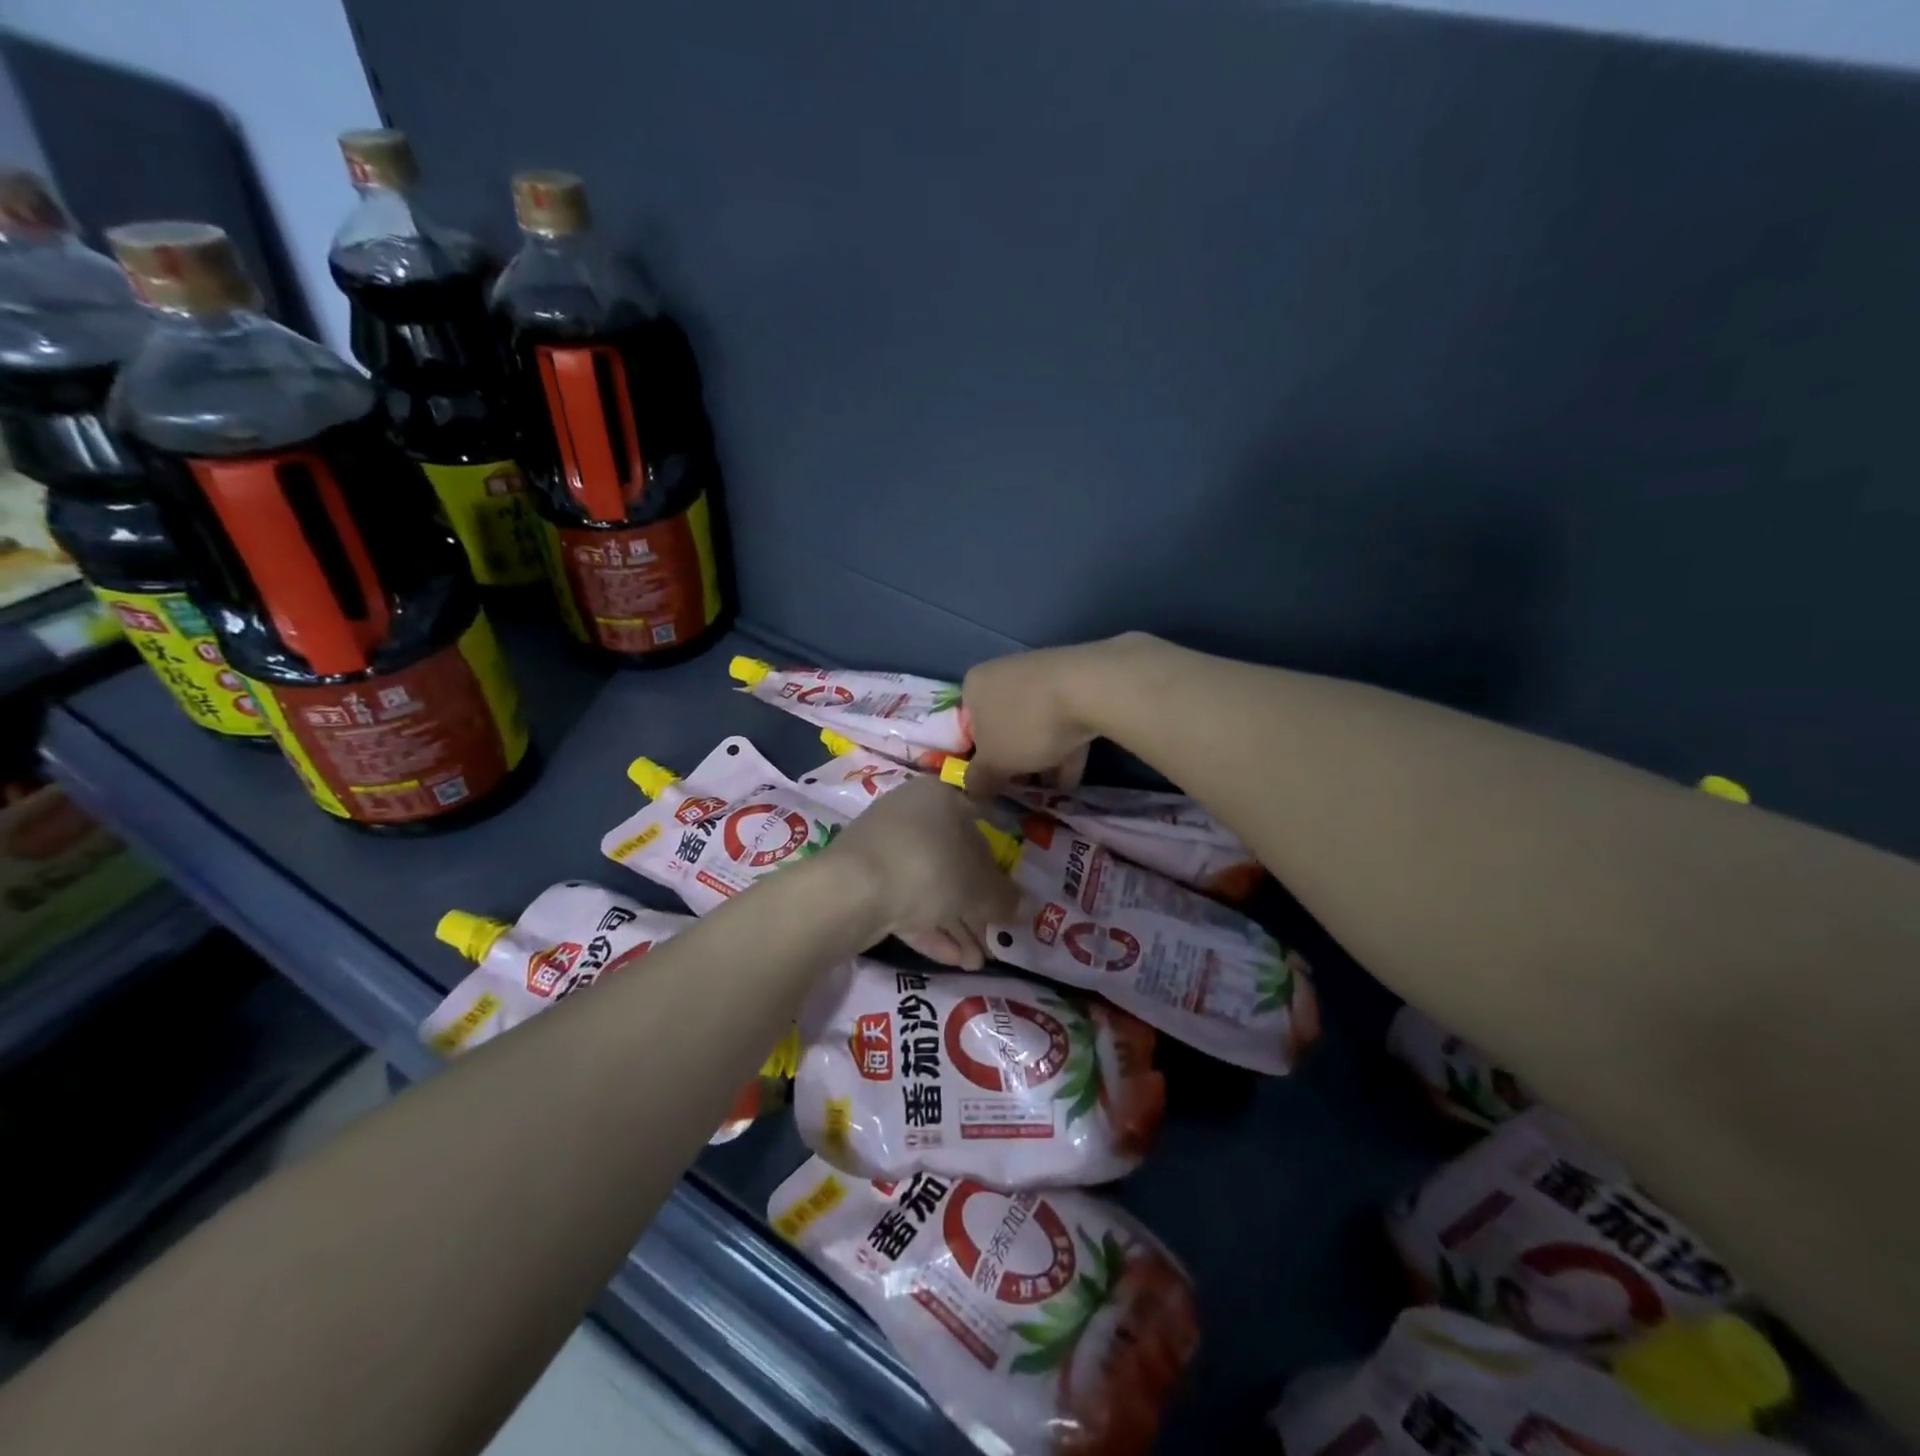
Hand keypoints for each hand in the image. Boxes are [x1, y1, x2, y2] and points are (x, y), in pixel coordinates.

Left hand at [824, 776, 1021, 967]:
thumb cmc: (928, 868)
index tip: (1007, 899)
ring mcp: (883, 848)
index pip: (979, 829)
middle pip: (953, 862)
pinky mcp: (864, 880)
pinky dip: (929, 928)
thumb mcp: (978, 887)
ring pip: (929, 886)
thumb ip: (1004, 897)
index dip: (998, 868)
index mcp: (940, 798)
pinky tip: (954, 960)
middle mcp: (911, 814)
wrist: (851, 890)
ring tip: (978, 961)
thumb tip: (1024, 907)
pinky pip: (905, 902)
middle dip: (976, 906)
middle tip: (994, 938)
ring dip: (956, 924)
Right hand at [960, 634, 1155, 797]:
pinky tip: (1072, 779)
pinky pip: (1063, 721)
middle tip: (1022, 790)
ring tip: (1051, 792)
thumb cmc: (1026, 724)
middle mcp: (1004, 674)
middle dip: (1015, 762)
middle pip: (1004, 728)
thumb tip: (972, 790)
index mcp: (975, 686)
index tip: (992, 784)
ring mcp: (1041, 676)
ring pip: (1035, 726)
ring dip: (1042, 760)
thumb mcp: (994, 762)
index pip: (968, 728)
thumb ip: (979, 780)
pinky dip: (1065, 749)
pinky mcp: (1075, 683)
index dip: (979, 760)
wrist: (1090, 689)